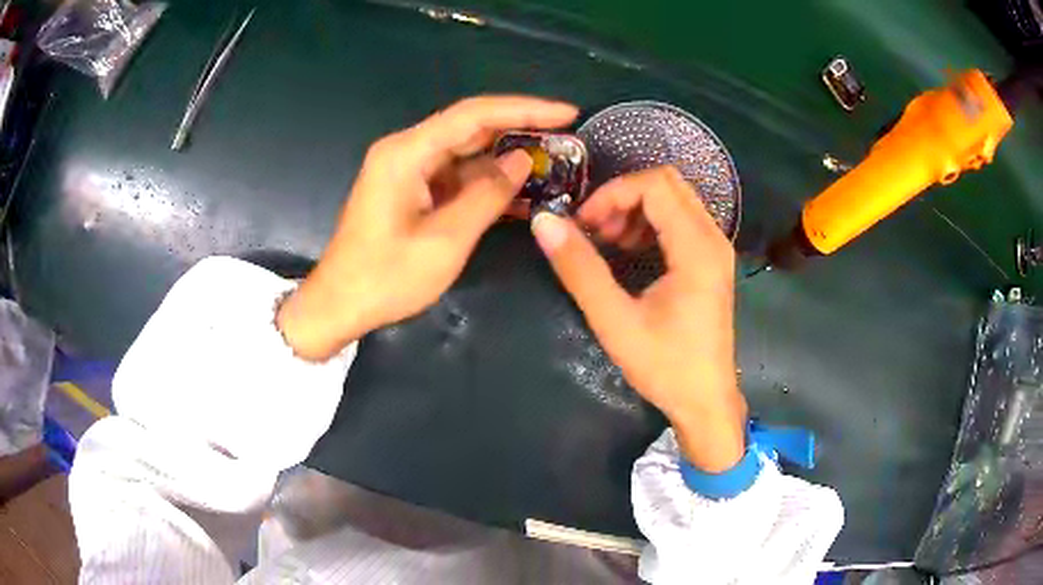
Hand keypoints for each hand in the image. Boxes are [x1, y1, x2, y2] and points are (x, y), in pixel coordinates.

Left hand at [277, 96, 578, 359]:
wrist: (338, 306)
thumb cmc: (385, 278)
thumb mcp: (445, 240)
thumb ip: (487, 196)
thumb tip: (523, 162)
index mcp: (407, 153)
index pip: (474, 115)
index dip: (524, 110)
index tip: (566, 112)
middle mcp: (406, 150)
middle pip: (470, 127)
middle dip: (520, 129)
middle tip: (566, 138)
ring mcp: (407, 169)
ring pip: (466, 151)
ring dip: (506, 157)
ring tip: (553, 163)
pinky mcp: (410, 189)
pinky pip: (455, 175)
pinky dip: (486, 182)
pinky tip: (519, 191)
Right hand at [531, 167, 746, 471]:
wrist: (706, 402)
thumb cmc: (665, 367)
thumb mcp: (615, 321)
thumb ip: (579, 269)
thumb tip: (543, 223)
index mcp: (697, 248)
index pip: (655, 185)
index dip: (613, 194)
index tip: (583, 224)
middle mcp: (713, 238)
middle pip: (668, 184)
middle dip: (624, 196)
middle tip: (595, 229)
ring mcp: (716, 249)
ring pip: (675, 199)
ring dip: (636, 209)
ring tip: (608, 241)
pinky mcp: (712, 262)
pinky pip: (681, 220)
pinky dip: (650, 223)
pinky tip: (629, 250)